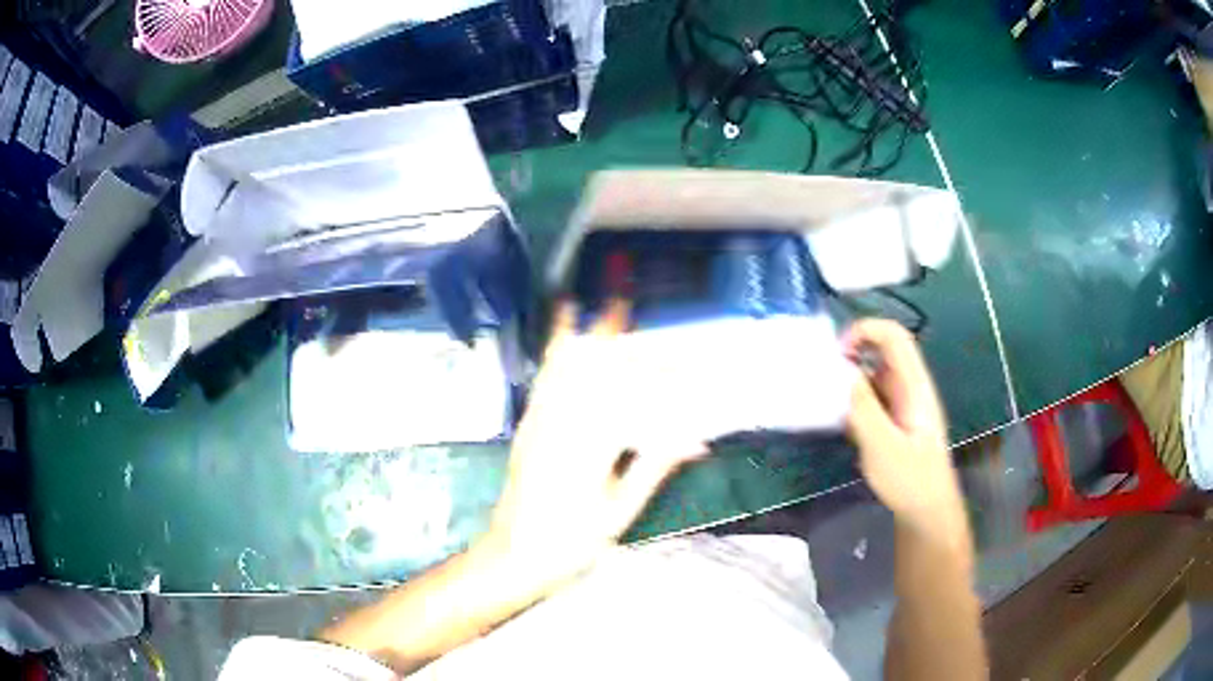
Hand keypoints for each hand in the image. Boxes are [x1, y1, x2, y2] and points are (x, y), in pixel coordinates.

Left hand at [483, 300, 706, 585]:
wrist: (514, 554)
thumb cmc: (571, 542)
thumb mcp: (620, 512)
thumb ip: (653, 468)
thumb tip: (695, 440)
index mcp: (590, 448)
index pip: (635, 398)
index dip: (665, 379)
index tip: (691, 367)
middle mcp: (562, 424)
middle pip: (599, 371)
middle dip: (626, 342)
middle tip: (649, 317)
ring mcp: (539, 421)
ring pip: (568, 366)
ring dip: (590, 333)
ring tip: (607, 303)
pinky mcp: (527, 424)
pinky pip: (544, 378)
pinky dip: (556, 349)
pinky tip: (563, 331)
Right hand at [843, 319, 965, 540]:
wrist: (927, 512)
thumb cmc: (911, 479)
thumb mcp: (883, 446)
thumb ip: (863, 407)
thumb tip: (842, 372)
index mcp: (914, 386)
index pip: (894, 336)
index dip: (865, 331)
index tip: (838, 353)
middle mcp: (909, 388)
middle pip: (881, 352)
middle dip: (852, 355)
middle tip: (824, 376)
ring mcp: (902, 405)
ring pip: (874, 375)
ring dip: (850, 380)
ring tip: (825, 399)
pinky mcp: (894, 422)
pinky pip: (871, 398)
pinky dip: (852, 401)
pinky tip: (838, 421)